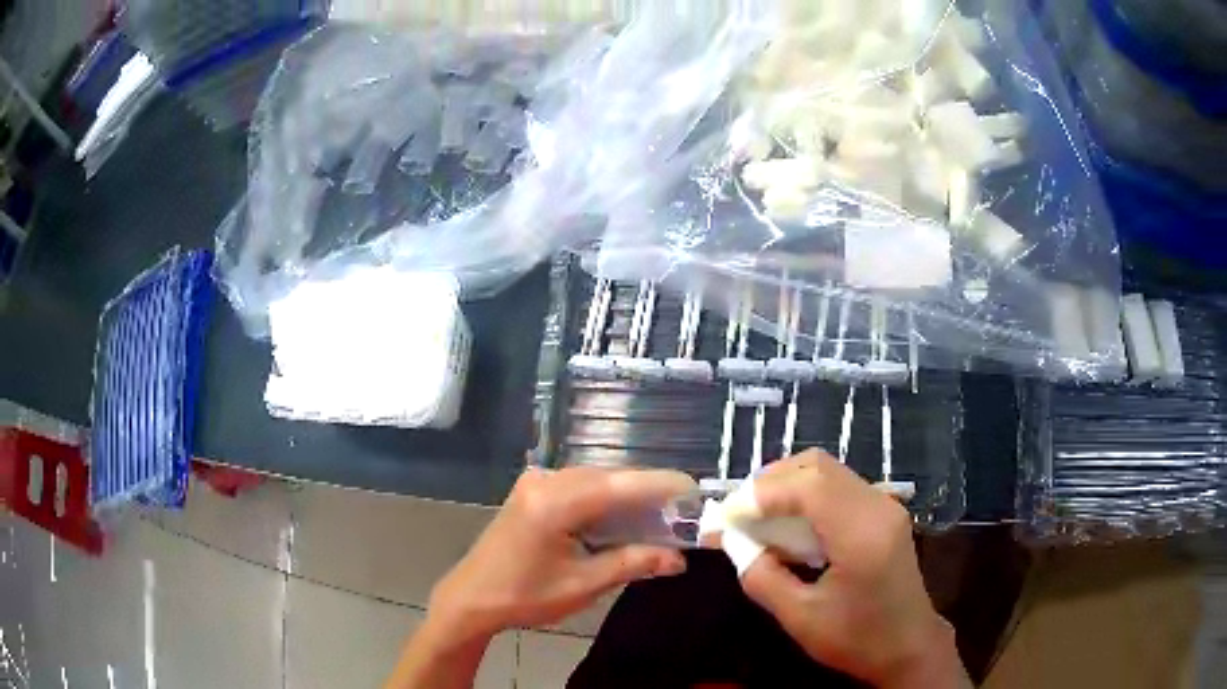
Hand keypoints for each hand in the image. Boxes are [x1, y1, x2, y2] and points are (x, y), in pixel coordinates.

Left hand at [427, 466, 695, 641]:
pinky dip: (604, 497)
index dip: (662, 485)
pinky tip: (621, 514)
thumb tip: (678, 559)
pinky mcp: (531, 490)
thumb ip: (633, 564)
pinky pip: (578, 485)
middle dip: (647, 490)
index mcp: (555, 502)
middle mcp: (545, 481)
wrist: (472, 597)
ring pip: (594, 479)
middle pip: (609, 477)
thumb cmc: (525, 595)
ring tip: (660, 513)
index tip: (696, 490)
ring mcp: (535, 482)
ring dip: (626, 494)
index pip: (621, 485)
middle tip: (683, 509)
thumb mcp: (583, 585)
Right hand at [739, 451, 965, 688]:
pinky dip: (806, 495)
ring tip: (756, 516)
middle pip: (818, 467)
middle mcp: (877, 507)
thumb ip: (762, 578)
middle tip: (738, 511)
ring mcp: (884, 505)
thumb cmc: (857, 639)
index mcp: (861, 534)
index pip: (808, 486)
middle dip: (771, 482)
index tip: (726, 516)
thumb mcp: (800, 618)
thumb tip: (734, 544)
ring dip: (788, 486)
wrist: (909, 647)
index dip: (761, 493)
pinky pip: (838, 487)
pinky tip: (788, 523)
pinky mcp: (883, 512)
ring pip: (828, 472)